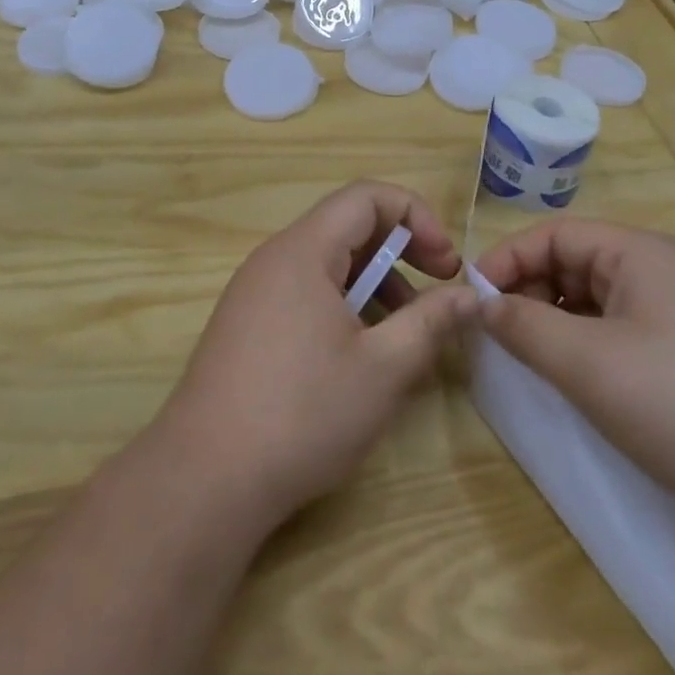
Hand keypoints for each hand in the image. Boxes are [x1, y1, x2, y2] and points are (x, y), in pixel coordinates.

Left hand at [152, 181, 476, 531]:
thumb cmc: (302, 413)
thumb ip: (431, 321)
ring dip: (374, 283)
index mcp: (304, 249)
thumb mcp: (384, 368)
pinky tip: (360, 355)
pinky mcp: (246, 324)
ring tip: (404, 332)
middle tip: (438, 290)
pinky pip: (305, 292)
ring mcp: (254, 291)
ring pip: (327, 264)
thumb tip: (469, 295)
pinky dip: (343, 306)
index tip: (446, 264)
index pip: (366, 196)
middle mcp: (274, 257)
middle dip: (400, 251)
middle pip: (347, 226)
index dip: (416, 217)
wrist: (205, 478)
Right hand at [474, 220, 674, 538]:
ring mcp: (674, 315)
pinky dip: (582, 347)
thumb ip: (525, 327)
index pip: (553, 236)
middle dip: (527, 291)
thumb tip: (481, 305)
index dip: (507, 260)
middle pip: (571, 264)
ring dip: (552, 322)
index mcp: (636, 253)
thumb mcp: (588, 362)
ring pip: (592, 302)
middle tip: (495, 334)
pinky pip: (615, 333)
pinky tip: (570, 380)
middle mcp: (655, 272)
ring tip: (526, 358)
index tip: (472, 299)